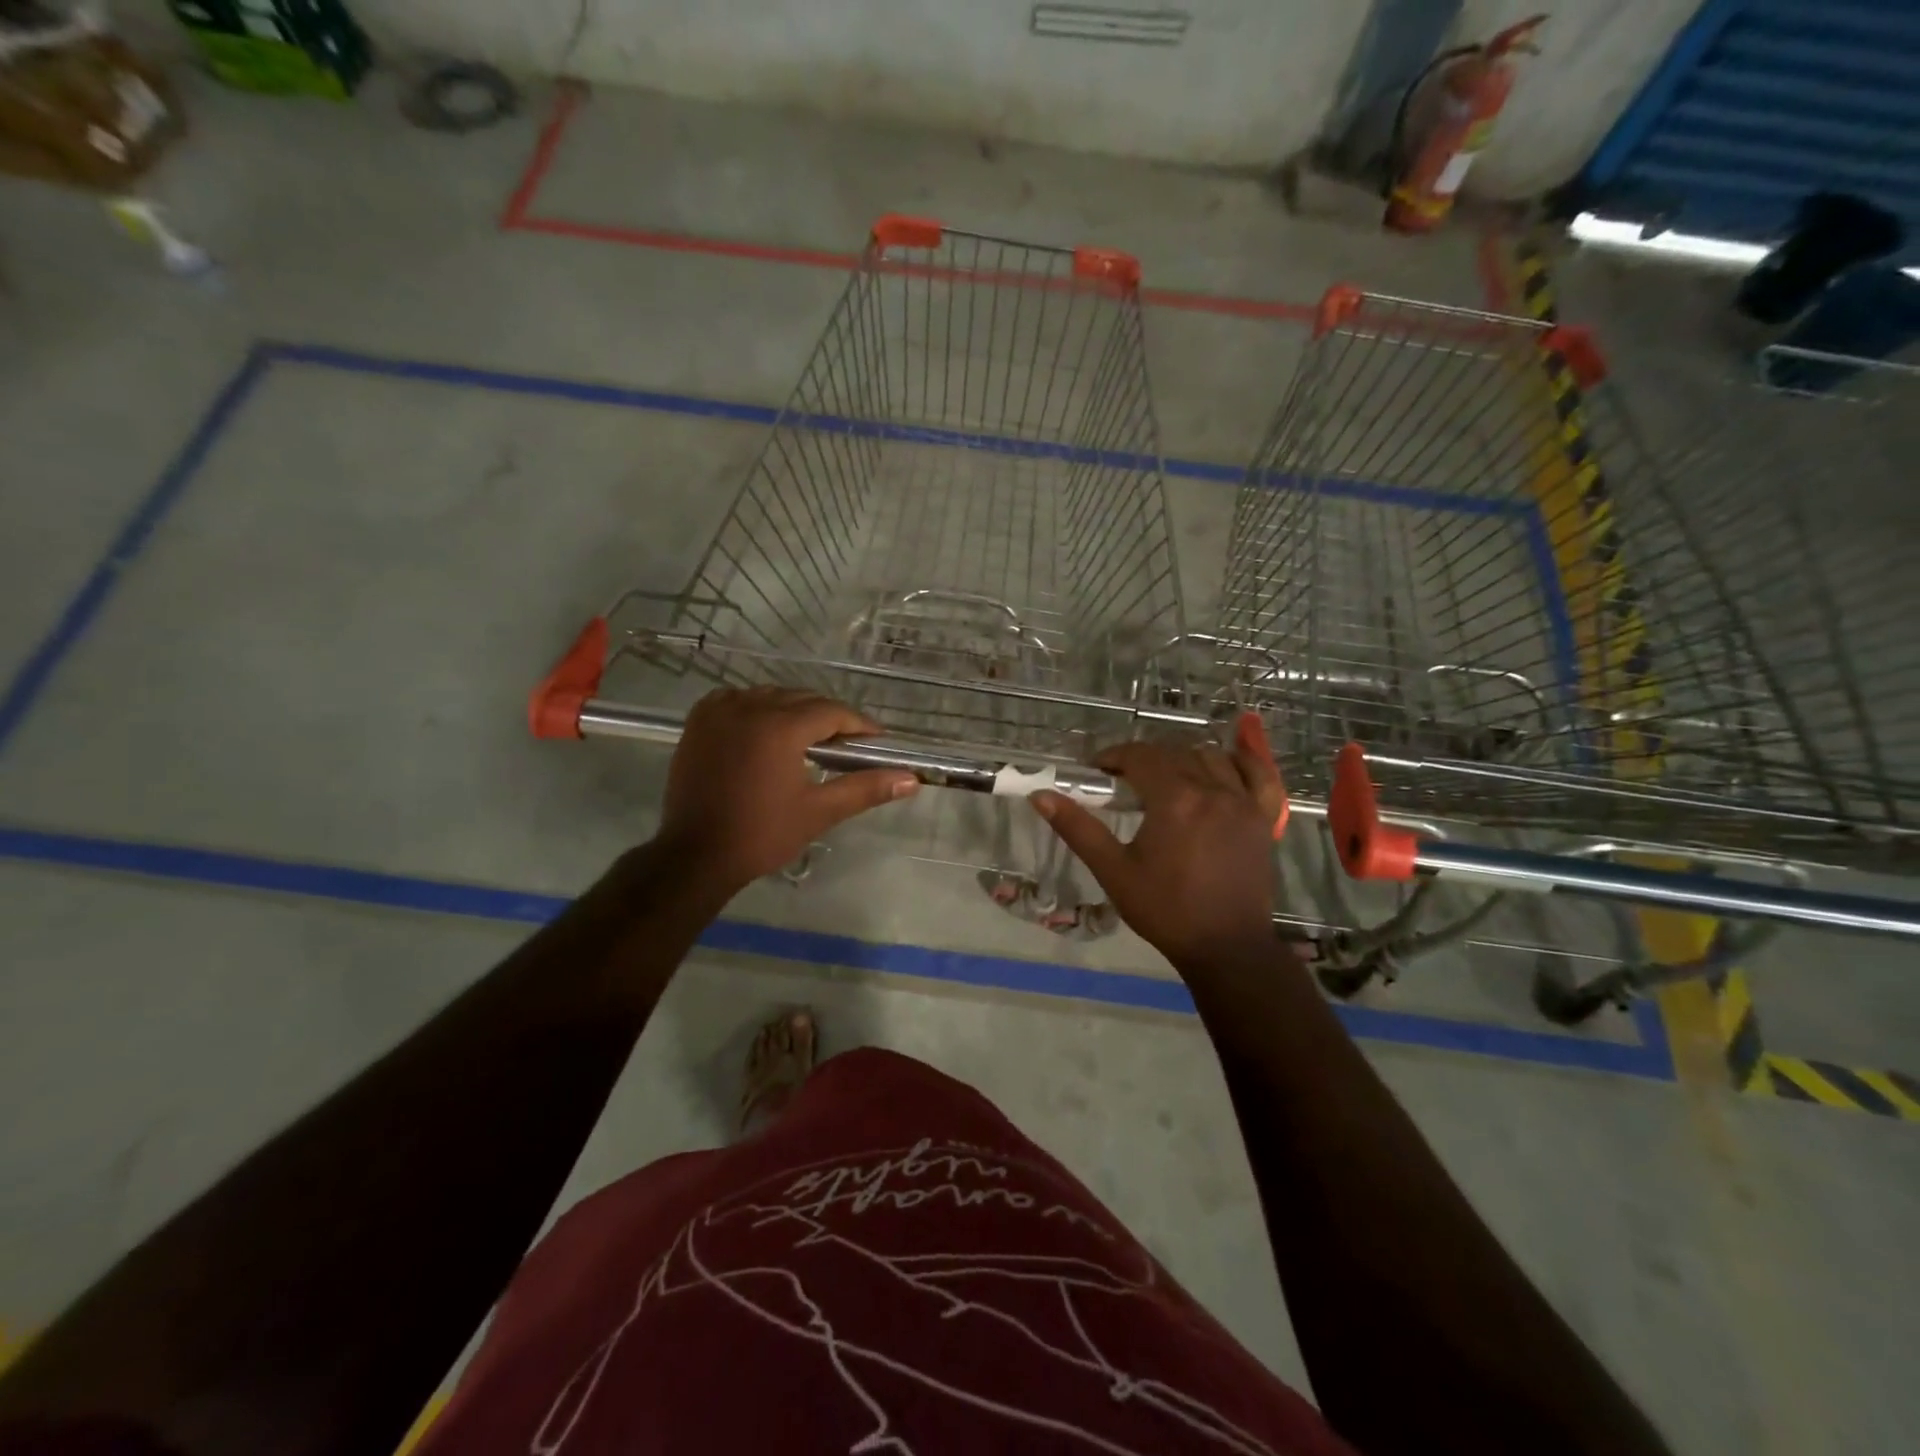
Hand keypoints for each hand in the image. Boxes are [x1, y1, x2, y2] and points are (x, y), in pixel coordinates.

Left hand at [657, 687, 918, 895]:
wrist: (695, 856)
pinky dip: (757, 707)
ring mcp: (719, 711)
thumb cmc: (762, 835)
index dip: (858, 725)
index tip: (875, 741)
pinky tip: (766, 729)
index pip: (831, 712)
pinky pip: (737, 699)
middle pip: (802, 699)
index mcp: (780, 727)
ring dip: (793, 710)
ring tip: (809, 739)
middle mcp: (749, 707)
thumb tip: (911, 779)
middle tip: (846, 745)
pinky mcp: (698, 722)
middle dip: (828, 718)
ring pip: (770, 696)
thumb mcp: (819, 811)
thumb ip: (865, 788)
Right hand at [1031, 713, 1284, 970]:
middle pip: (1174, 753)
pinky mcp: (1263, 818)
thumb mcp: (1113, 870)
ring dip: (1183, 758)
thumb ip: (1078, 828)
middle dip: (1145, 757)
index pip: (1140, 757)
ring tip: (1165, 777)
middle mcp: (1212, 790)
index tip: (1097, 769)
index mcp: (1174, 800)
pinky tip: (1226, 762)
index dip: (1115, 756)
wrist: (1225, 946)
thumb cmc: (1165, 910)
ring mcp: (1243, 802)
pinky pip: (1259, 775)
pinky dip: (1242, 761)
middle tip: (1123, 779)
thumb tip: (1040, 796)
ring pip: (1211, 758)